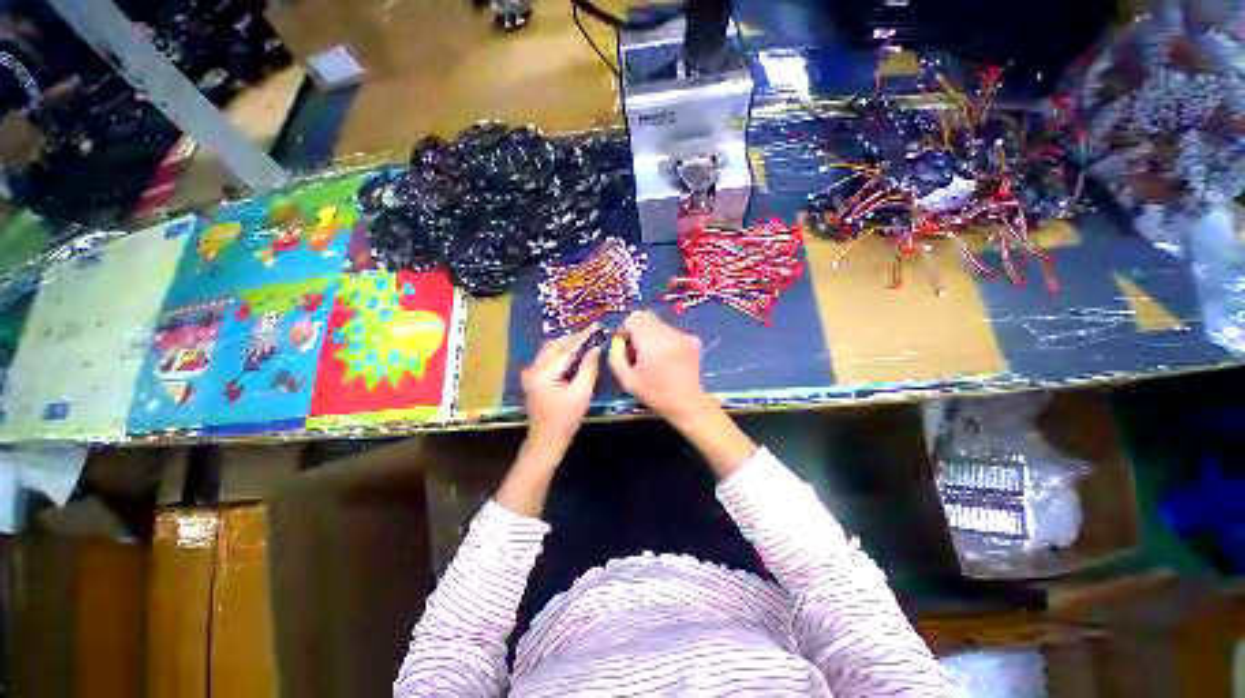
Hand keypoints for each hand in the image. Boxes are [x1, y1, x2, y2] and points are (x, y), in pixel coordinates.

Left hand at [521, 325, 602, 449]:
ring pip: (551, 349)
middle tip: (594, 332)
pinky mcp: (533, 376)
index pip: (566, 349)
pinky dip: (562, 352)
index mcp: (543, 373)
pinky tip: (575, 352)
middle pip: (556, 345)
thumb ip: (588, 368)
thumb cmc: (566, 420)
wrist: (546, 440)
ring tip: (587, 339)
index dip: (583, 336)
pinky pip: (548, 357)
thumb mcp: (581, 394)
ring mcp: (530, 371)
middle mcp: (533, 368)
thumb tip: (595, 348)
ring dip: (568, 343)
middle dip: (575, 338)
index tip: (596, 325)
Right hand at [608, 311, 713, 422]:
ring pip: (659, 324)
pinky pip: (671, 332)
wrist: (687, 404)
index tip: (625, 346)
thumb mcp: (627, 379)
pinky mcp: (693, 340)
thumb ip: (616, 356)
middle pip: (646, 317)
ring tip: (652, 357)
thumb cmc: (655, 393)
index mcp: (652, 340)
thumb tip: (618, 341)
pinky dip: (665, 340)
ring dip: (651, 335)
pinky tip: (667, 359)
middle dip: (637, 331)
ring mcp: (683, 334)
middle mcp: (669, 332)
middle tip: (636, 351)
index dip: (625, 329)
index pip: (633, 317)